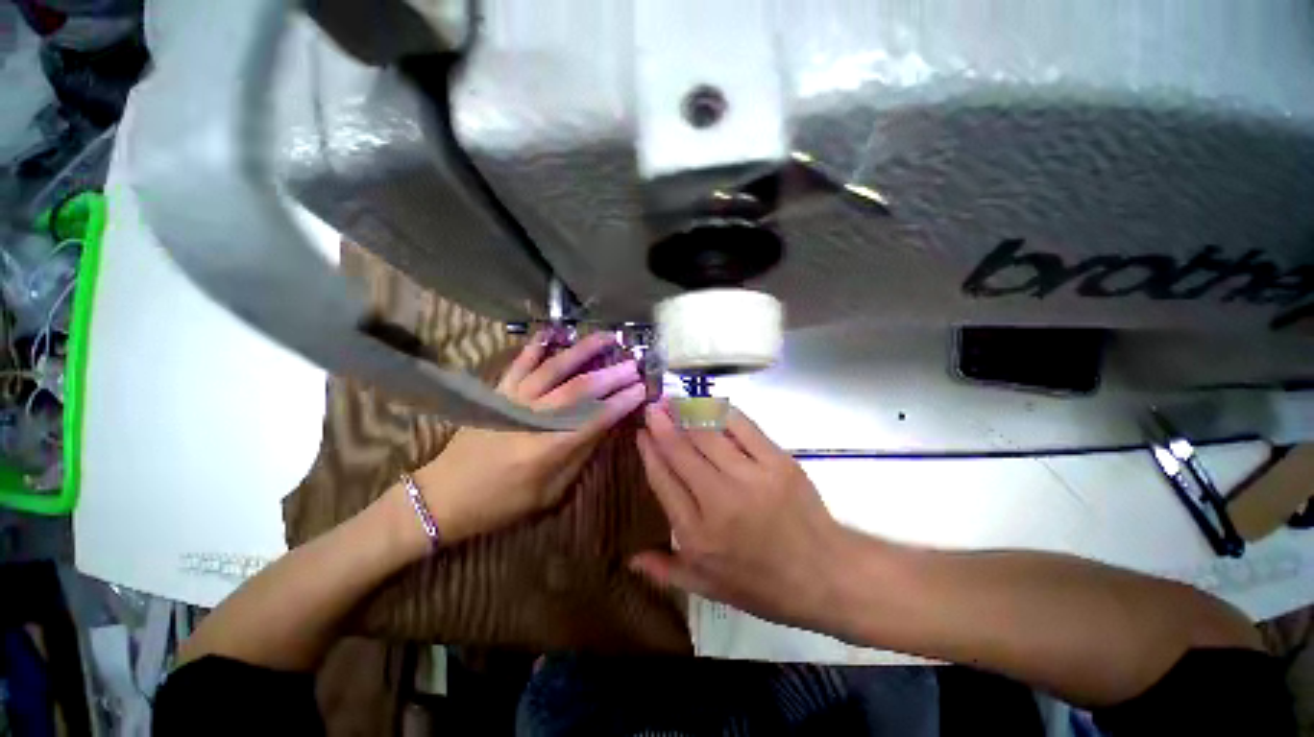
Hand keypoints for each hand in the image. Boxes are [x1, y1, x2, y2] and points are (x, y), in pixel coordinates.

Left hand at [414, 332, 645, 542]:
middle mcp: (531, 419)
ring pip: (553, 368)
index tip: (642, 389)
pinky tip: (553, 331)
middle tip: (634, 364)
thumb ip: (579, 456)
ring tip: (606, 337)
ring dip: (582, 351)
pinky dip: (536, 346)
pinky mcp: (497, 393)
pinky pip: (519, 364)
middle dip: (610, 375)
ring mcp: (511, 401)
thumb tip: (604, 426)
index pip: (593, 419)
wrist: (443, 496)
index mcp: (546, 450)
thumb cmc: (501, 503)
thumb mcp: (549, 493)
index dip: (620, 403)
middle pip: (578, 389)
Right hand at [633, 401, 855, 632]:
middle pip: (681, 451)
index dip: (649, 452)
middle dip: (662, 425)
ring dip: (687, 414)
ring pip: (708, 435)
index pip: (663, 481)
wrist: (827, 575)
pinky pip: (743, 427)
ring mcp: (750, 477)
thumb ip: (668, 571)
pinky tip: (710, 404)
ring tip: (674, 401)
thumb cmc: (765, 585)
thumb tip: (631, 559)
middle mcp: (719, 501)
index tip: (641, 434)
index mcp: (698, 534)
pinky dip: (722, 412)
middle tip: (653, 407)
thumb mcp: (711, 589)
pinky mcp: (777, 461)